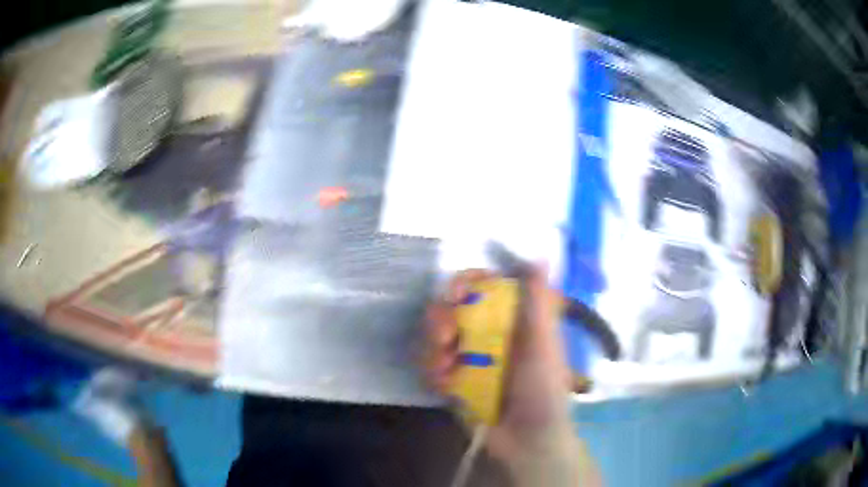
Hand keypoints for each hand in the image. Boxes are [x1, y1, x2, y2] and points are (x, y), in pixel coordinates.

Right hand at [425, 266, 599, 485]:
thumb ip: (537, 303)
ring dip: (433, 351)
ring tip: (447, 372)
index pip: (482, 286)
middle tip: (444, 340)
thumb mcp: (543, 345)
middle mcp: (488, 332)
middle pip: (450, 308)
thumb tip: (539, 256)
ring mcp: (468, 356)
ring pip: (434, 335)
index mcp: (511, 319)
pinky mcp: (453, 379)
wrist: (527, 440)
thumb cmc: (542, 390)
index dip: (464, 283)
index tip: (454, 294)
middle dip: (440, 320)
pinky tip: (446, 387)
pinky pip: (430, 364)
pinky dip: (433, 373)